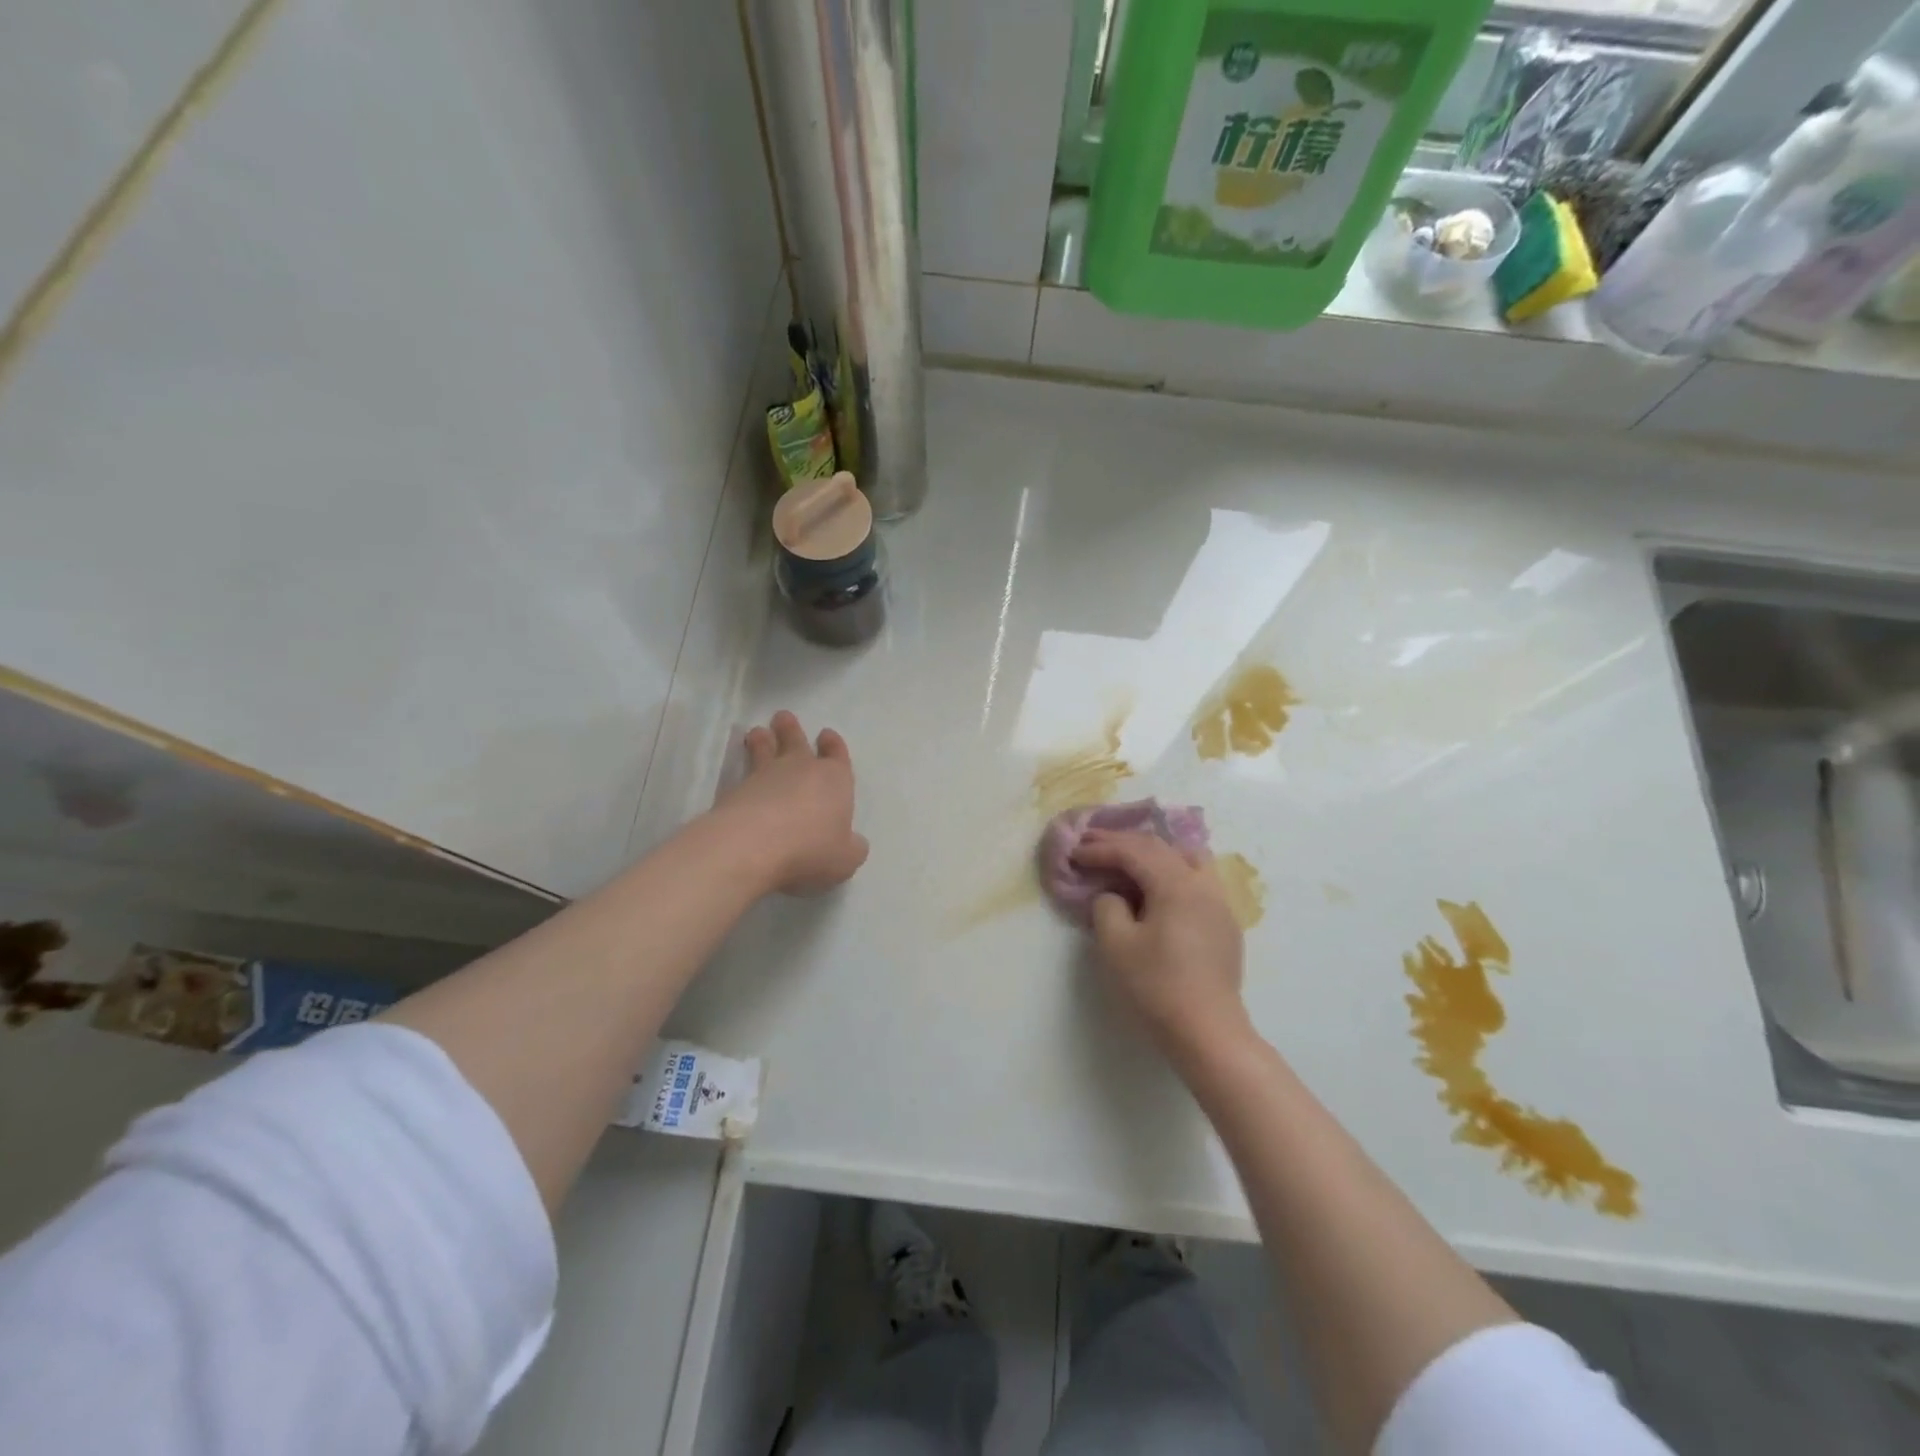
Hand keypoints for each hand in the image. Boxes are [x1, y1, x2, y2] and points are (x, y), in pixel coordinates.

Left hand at [715, 711, 869, 894]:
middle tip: (783, 717)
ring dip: (763, 741)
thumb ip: (852, 848)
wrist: (752, 846)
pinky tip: (741, 774)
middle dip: (792, 730)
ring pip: (765, 751)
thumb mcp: (845, 859)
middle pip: (797, 742)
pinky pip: (742, 773)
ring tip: (757, 732)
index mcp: (834, 780)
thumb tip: (854, 842)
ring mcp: (765, 777)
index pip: (836, 755)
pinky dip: (742, 768)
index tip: (826, 735)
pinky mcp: (736, 790)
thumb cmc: (810, 848)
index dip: (833, 746)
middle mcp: (801, 770)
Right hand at [1073, 830, 1250, 1066]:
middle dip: (1123, 842)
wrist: (1207, 1032)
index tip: (1074, 853)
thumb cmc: (1157, 986)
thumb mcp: (1116, 945)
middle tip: (1091, 843)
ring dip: (1154, 852)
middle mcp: (1202, 884)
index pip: (1133, 852)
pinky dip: (1172, 871)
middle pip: (1160, 848)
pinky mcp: (1224, 923)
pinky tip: (1158, 888)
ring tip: (1129, 859)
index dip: (1100, 849)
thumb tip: (1113, 896)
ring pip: (1187, 857)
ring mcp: (1219, 903)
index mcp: (1176, 884)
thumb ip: (1107, 907)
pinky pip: (1197, 879)